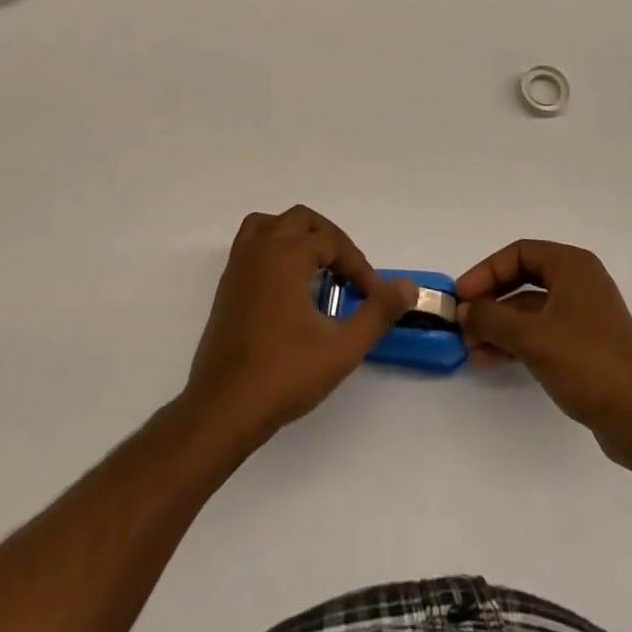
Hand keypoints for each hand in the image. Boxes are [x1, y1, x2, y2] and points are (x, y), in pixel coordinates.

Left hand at [183, 206, 415, 446]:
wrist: (222, 410)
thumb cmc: (283, 375)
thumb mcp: (341, 348)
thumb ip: (378, 313)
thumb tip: (409, 287)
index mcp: (285, 254)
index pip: (331, 241)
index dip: (358, 265)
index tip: (373, 295)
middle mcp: (260, 248)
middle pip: (302, 220)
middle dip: (331, 241)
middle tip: (349, 275)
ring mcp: (238, 265)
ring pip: (272, 225)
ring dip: (299, 236)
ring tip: (319, 268)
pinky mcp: (227, 285)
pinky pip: (253, 244)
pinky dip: (276, 249)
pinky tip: (290, 286)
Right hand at [456, 239, 631, 465]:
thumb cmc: (587, 363)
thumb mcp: (531, 337)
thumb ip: (491, 318)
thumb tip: (462, 309)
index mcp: (572, 265)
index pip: (518, 253)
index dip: (485, 272)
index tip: (461, 296)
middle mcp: (579, 282)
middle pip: (523, 279)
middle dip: (490, 301)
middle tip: (462, 321)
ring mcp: (584, 314)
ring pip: (530, 309)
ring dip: (499, 325)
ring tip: (470, 348)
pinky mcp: (585, 345)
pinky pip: (542, 331)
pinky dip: (517, 342)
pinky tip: (491, 359)